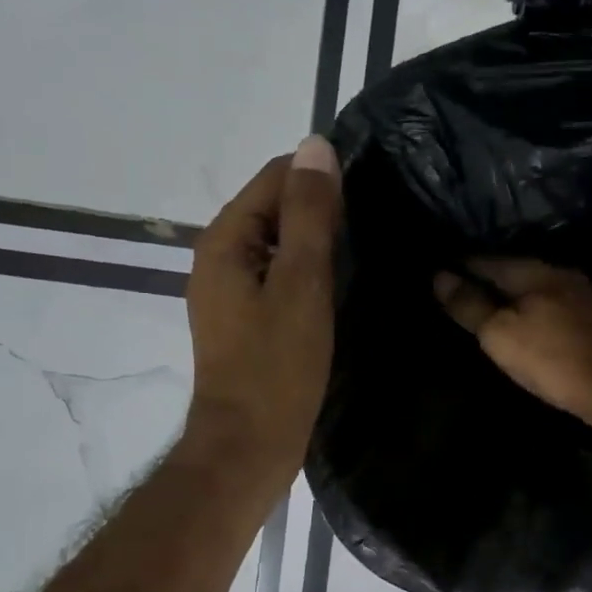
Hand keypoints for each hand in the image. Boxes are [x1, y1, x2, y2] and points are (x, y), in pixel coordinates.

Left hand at [185, 136, 341, 485]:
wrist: (248, 444)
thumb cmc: (277, 367)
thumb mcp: (301, 284)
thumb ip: (309, 214)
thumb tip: (316, 146)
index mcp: (225, 239)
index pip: (276, 177)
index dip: (322, 180)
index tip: (368, 201)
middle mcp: (219, 256)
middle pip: (275, 208)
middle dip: (320, 212)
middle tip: (372, 232)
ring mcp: (228, 289)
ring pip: (278, 244)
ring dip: (316, 244)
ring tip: (362, 256)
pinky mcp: (242, 318)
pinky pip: (277, 275)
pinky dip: (306, 274)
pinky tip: (337, 290)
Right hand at [432, 258, 591, 435]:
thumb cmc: (554, 359)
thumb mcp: (501, 334)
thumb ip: (470, 305)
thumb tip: (439, 276)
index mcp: (535, 271)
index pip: (487, 260)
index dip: (461, 265)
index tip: (438, 270)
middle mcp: (560, 274)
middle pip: (513, 270)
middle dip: (487, 276)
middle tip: (458, 286)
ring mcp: (583, 295)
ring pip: (535, 287)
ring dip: (511, 293)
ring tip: (486, 304)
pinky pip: (551, 304)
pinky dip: (532, 308)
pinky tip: (525, 320)